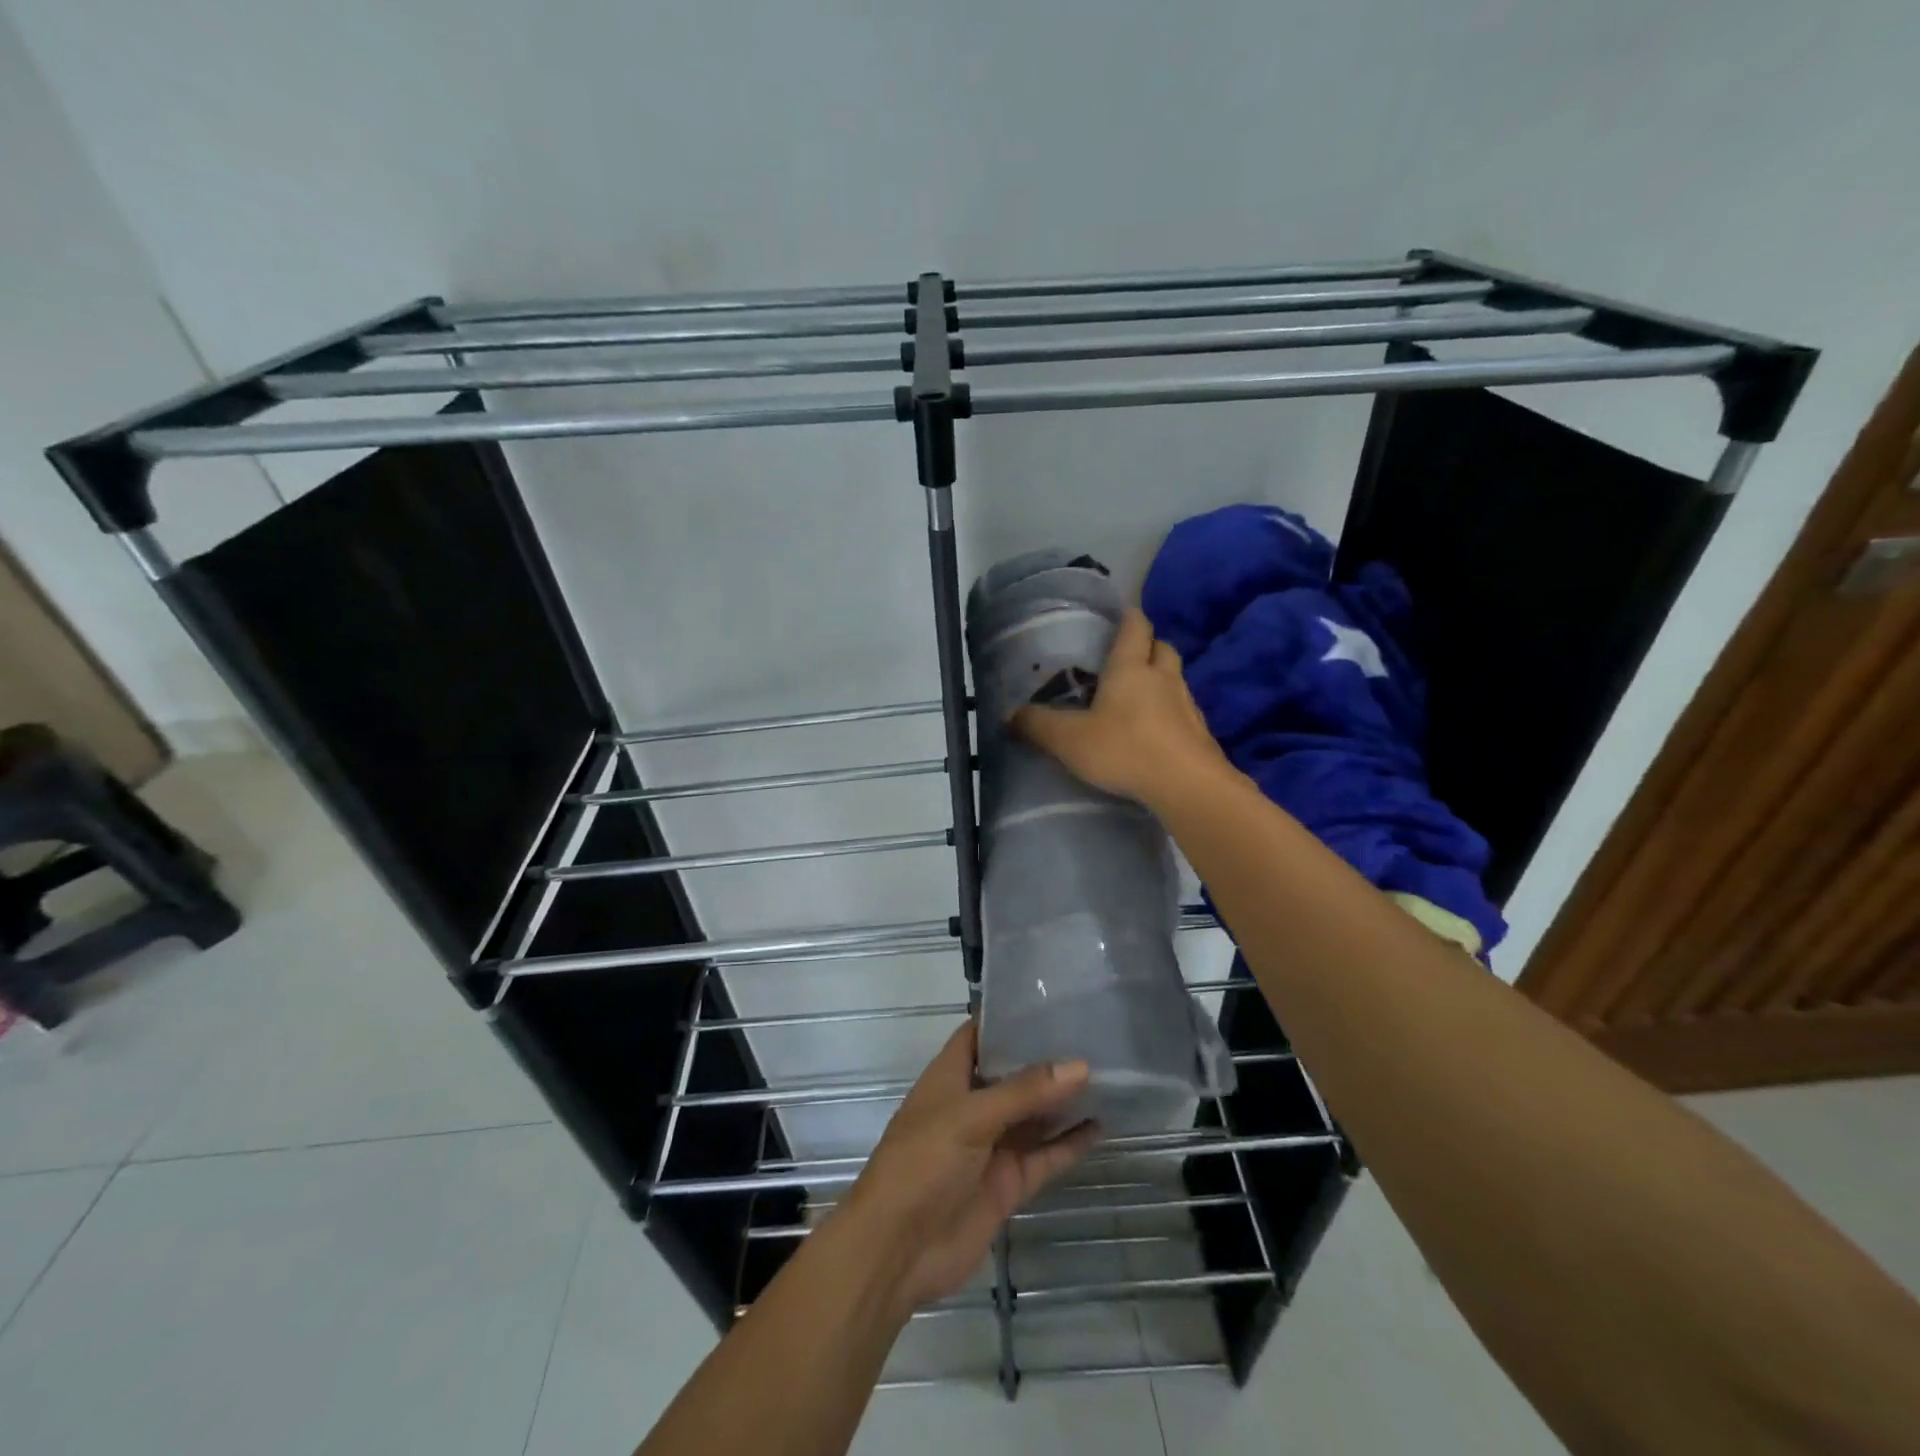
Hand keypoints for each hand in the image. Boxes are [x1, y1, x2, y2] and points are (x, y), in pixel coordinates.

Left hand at [835, 1021, 1097, 1313]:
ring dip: (1063, 1100)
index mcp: (950, 1077)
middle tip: (1093, 1035)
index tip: (1051, 1003)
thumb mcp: (971, 1117)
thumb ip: (1025, 1092)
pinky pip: (1044, 1156)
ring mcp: (991, 1146)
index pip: (980, 1034)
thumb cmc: (923, 1163)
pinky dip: (1070, 1143)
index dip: (1009, 1018)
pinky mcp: (1007, 1183)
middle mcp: (972, 1105)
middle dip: (1046, 1058)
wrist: (898, 1250)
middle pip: (1013, 1073)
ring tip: (1108, 1075)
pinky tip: (1101, 1126)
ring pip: (1033, 1115)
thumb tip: (1080, 1065)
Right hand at [1013, 607, 1232, 811]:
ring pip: (1176, 678)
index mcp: (1131, 668)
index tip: (1120, 613)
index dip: (1128, 616)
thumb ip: (1038, 726)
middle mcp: (1163, 677)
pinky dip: (1170, 712)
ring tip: (1139, 695)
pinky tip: (1156, 731)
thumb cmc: (1125, 750)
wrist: (1188, 786)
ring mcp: (1187, 705)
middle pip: (1162, 647)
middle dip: (1147, 645)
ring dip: (1161, 679)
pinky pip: (1184, 711)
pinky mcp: (1200, 732)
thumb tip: (1009, 715)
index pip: (1135, 627)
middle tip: (1127, 656)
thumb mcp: (1069, 740)